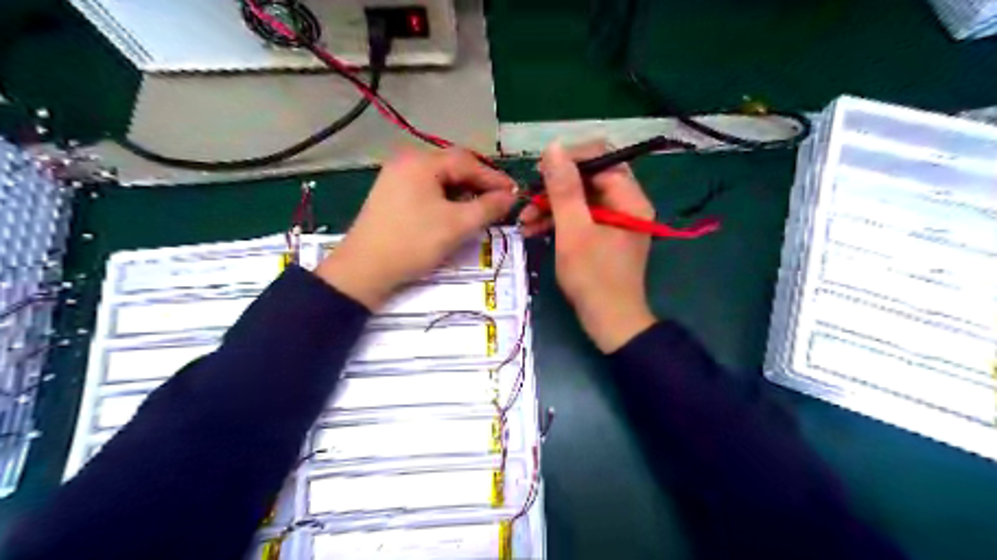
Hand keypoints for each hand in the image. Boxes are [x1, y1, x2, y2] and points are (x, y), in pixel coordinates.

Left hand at [318, 146, 513, 310]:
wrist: (364, 270)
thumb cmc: (413, 243)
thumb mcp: (457, 225)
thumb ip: (488, 207)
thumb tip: (511, 195)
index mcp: (421, 161)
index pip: (467, 161)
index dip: (494, 177)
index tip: (515, 193)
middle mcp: (407, 161)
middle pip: (453, 167)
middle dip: (479, 184)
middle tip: (500, 201)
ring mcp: (395, 177)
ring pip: (440, 179)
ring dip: (463, 192)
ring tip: (480, 209)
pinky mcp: (391, 194)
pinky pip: (427, 189)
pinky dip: (445, 199)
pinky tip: (455, 213)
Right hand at [523, 142, 654, 351]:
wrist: (610, 323)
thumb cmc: (593, 278)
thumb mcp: (574, 232)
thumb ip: (564, 189)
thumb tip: (554, 147)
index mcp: (629, 198)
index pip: (601, 158)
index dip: (569, 160)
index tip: (539, 172)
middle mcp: (627, 203)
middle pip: (589, 178)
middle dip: (555, 187)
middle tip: (529, 197)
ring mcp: (616, 221)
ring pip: (582, 199)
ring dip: (552, 206)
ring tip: (524, 220)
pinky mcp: (605, 236)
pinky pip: (581, 218)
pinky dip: (559, 221)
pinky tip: (534, 230)